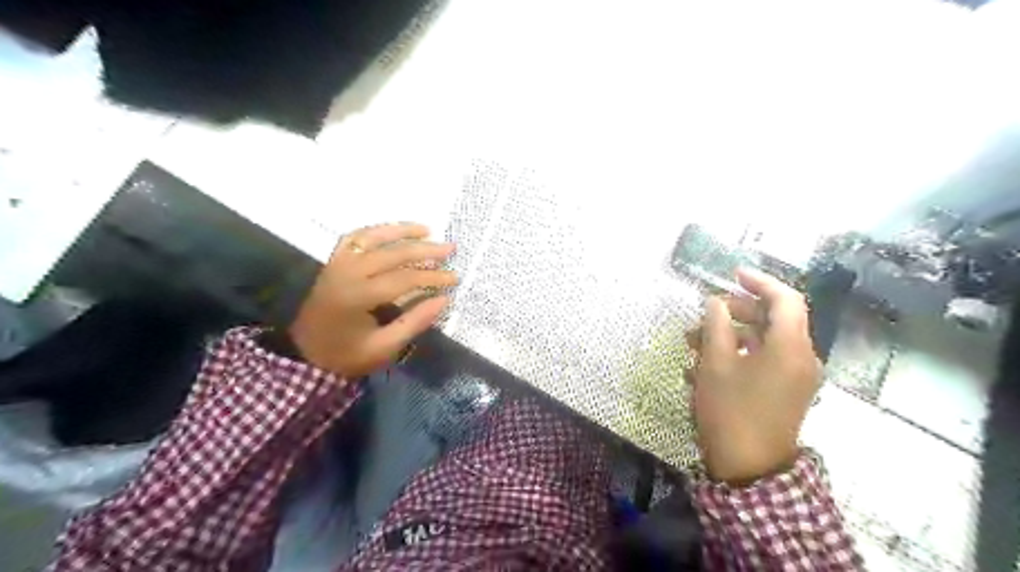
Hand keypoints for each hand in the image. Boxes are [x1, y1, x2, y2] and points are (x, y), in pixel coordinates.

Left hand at [288, 224, 459, 379]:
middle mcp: (347, 272)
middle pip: (392, 253)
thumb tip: (444, 299)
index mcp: (358, 296)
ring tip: (426, 229)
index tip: (455, 278)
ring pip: (372, 237)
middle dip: (425, 250)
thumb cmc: (345, 356)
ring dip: (401, 231)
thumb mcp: (383, 348)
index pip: (404, 279)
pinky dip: (375, 232)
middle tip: (450, 248)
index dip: (432, 277)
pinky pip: (354, 238)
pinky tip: (392, 232)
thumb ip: (414, 322)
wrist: (304, 355)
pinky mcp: (333, 262)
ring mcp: (337, 264)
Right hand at [683, 267, 818, 481]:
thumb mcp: (715, 364)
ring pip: (765, 340)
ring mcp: (796, 376)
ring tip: (694, 343)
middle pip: (774, 319)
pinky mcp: (787, 391)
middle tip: (704, 314)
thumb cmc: (731, 410)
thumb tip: (716, 302)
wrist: (749, 468)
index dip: (759, 281)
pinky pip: (765, 360)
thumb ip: (716, 325)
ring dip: (731, 334)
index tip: (732, 275)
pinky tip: (705, 365)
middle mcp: (802, 357)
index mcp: (791, 347)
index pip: (785, 299)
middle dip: (736, 311)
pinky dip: (739, 354)